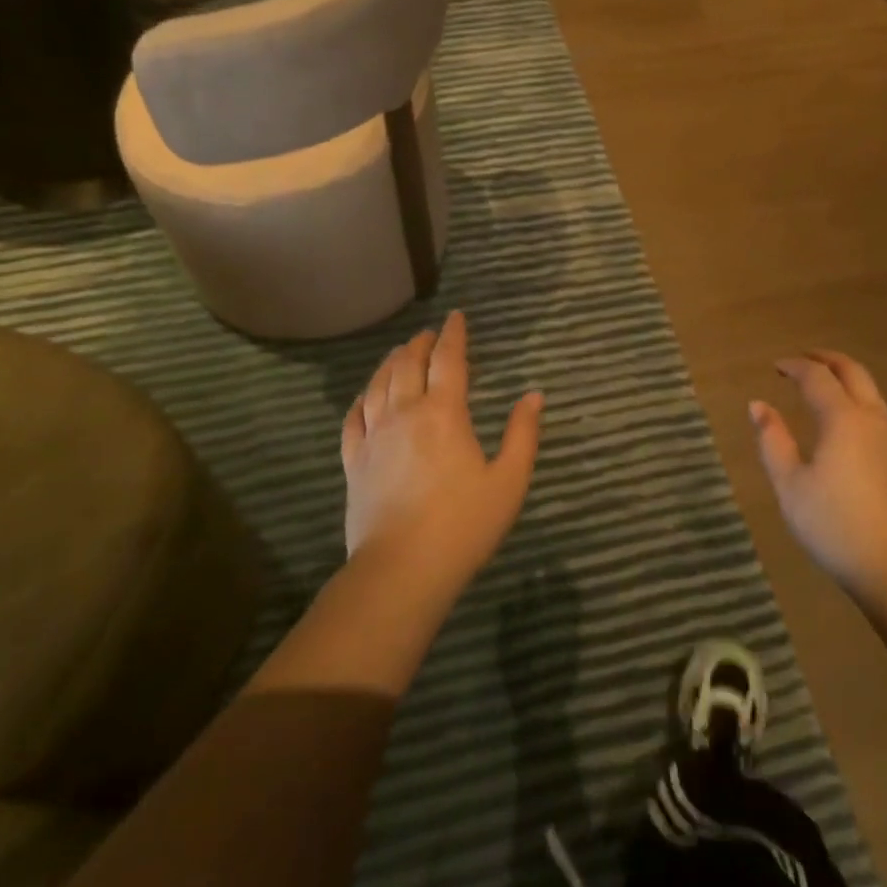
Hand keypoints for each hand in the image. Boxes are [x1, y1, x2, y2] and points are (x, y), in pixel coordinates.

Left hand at [340, 311, 543, 596]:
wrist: (401, 570)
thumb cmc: (463, 525)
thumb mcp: (509, 481)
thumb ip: (522, 434)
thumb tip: (533, 395)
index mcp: (444, 413)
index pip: (448, 359)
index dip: (453, 334)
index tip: (456, 317)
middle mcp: (404, 413)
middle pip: (408, 364)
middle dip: (420, 343)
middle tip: (428, 334)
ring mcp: (374, 437)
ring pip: (377, 385)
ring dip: (390, 362)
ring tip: (399, 353)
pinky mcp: (353, 462)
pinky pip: (352, 418)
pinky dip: (361, 398)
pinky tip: (365, 396)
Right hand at [749, 351, 886, 609]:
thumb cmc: (834, 526)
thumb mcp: (790, 485)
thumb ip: (772, 440)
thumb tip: (758, 405)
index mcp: (843, 419)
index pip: (817, 377)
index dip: (795, 366)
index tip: (776, 367)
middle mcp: (873, 420)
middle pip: (853, 373)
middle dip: (827, 360)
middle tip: (803, 359)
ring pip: (871, 393)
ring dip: (846, 380)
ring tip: (822, 388)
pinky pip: (879, 414)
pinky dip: (858, 402)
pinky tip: (844, 425)